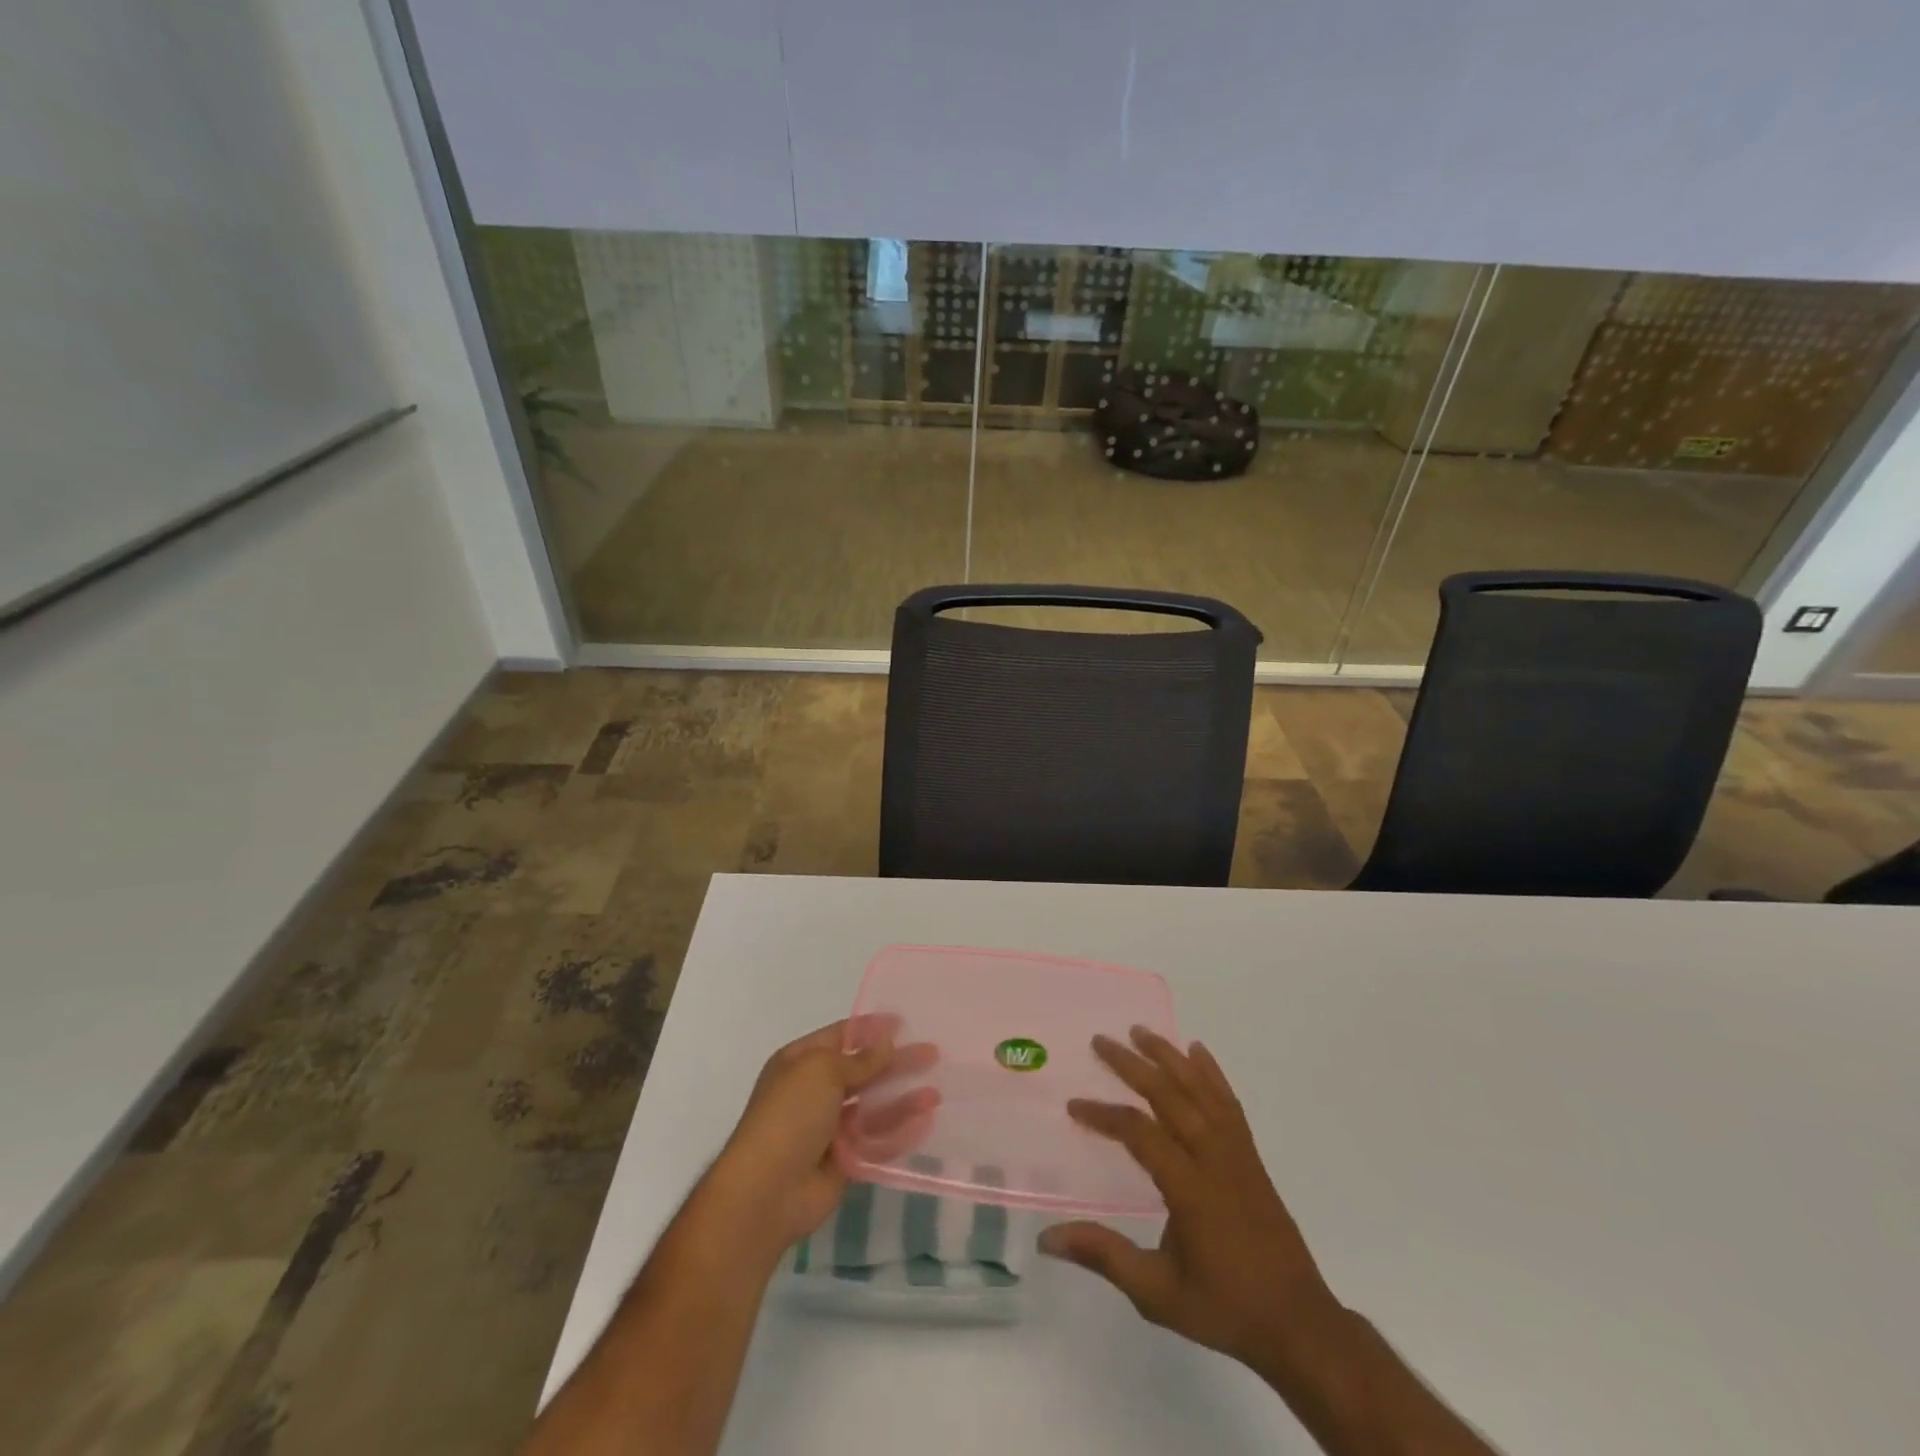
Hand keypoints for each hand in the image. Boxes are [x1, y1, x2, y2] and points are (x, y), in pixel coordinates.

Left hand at [707, 1019, 932, 1258]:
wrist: (765, 1192)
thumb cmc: (789, 1116)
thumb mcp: (823, 1073)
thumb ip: (860, 1060)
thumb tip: (886, 1042)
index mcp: (801, 1062)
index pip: (841, 1036)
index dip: (870, 1029)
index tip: (904, 1022)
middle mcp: (815, 1091)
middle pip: (863, 1071)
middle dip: (895, 1062)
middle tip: (932, 1053)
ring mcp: (829, 1128)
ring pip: (872, 1107)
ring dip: (902, 1099)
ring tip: (936, 1094)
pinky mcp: (843, 1160)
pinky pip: (875, 1140)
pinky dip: (899, 1131)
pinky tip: (925, 1123)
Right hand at [1039, 1027, 1339, 1376]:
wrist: (1298, 1324)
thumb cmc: (1224, 1308)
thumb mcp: (1157, 1292)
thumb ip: (1104, 1256)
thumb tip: (1047, 1237)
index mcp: (1190, 1187)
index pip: (1140, 1132)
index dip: (1104, 1114)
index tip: (1074, 1105)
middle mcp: (1214, 1158)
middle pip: (1170, 1095)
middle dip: (1132, 1065)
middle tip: (1101, 1041)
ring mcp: (1237, 1153)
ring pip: (1200, 1089)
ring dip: (1169, 1056)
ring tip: (1141, 1031)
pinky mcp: (1251, 1156)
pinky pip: (1229, 1102)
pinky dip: (1212, 1073)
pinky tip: (1198, 1051)